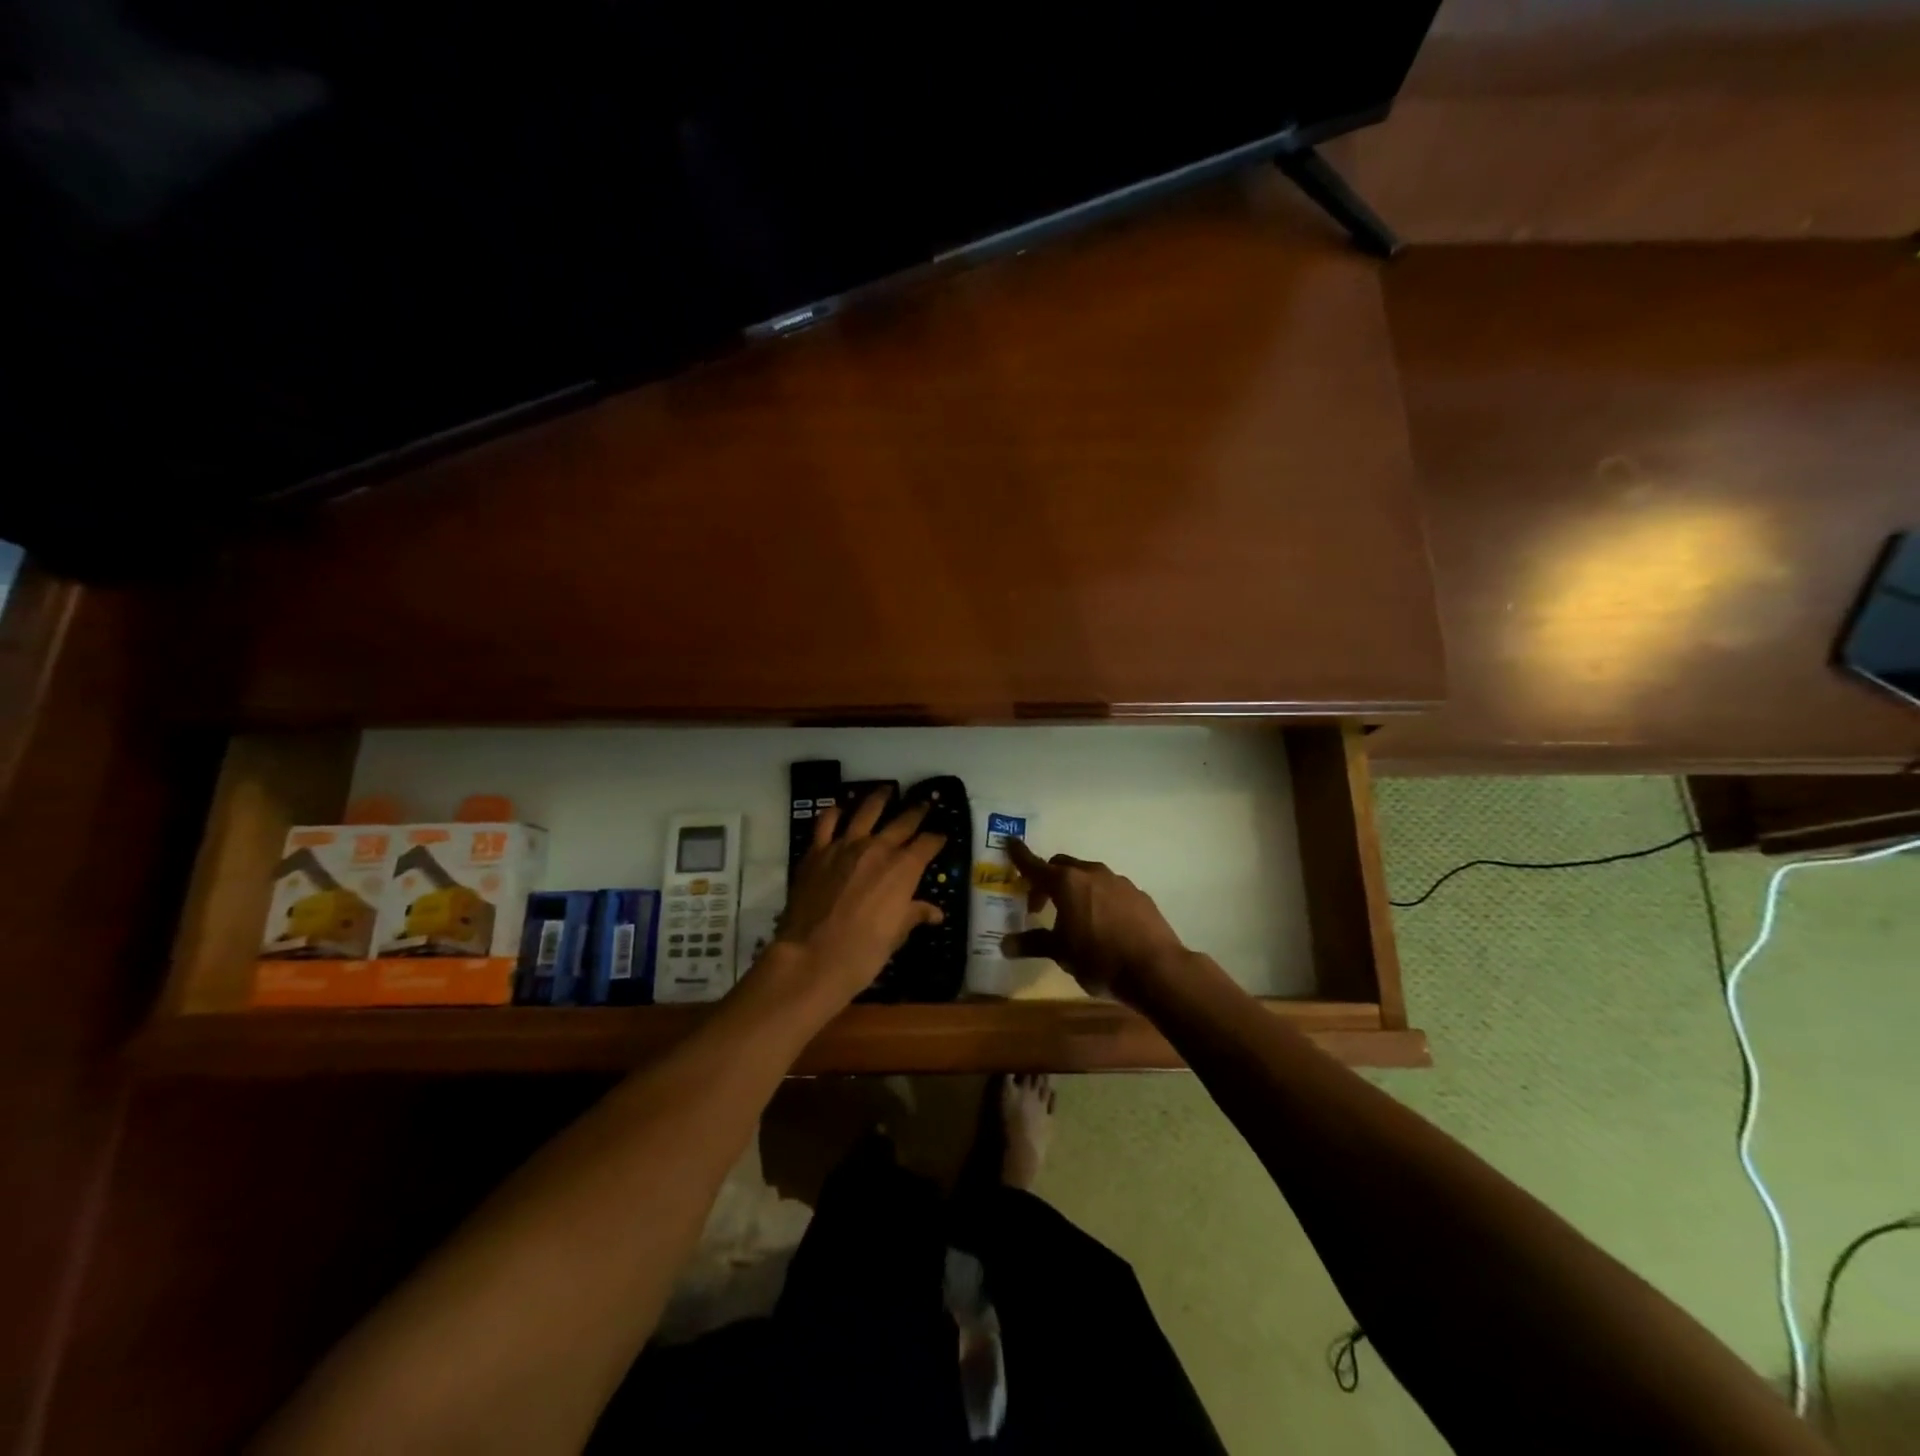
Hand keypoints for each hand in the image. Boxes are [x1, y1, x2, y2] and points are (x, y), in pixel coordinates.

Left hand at [770, 788, 946, 1007]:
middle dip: (917, 812)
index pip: (927, 844)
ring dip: (879, 798)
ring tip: (886, 789)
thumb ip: (914, 914)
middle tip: (925, 803)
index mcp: (903, 868)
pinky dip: (835, 813)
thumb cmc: (863, 952)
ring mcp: (845, 845)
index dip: (937, 839)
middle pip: (903, 822)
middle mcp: (878, 848)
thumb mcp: (896, 935)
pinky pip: (826, 822)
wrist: (812, 957)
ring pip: (866, 810)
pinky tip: (839, 810)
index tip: (941, 836)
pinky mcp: (817, 851)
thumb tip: (936, 913)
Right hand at [1002, 839, 1190, 1003]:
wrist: (1156, 969)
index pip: (1035, 865)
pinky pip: (1110, 889)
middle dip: (1047, 879)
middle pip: (1062, 866)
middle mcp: (1091, 873)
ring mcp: (1118, 882)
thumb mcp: (1061, 954)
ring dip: (1075, 889)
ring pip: (1088, 876)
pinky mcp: (1138, 894)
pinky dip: (1098, 898)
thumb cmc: (1100, 959)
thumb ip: (1033, 944)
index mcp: (1066, 883)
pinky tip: (1102, 923)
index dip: (1019, 855)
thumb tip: (1005, 944)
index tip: (1009, 843)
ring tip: (1073, 916)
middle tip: (1039, 906)